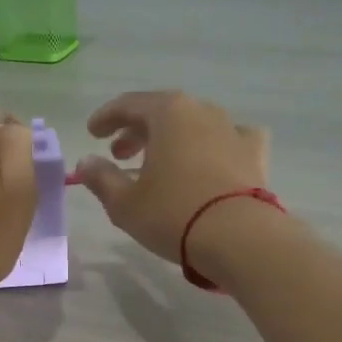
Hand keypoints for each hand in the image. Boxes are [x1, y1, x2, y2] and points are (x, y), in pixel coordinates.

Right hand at [72, 91, 269, 262]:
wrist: (238, 237)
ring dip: (172, 138)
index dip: (106, 118)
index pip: (129, 104)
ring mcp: (232, 130)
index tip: (92, 132)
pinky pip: (230, 139)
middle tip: (119, 153)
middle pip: (162, 112)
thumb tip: (87, 163)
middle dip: (136, 130)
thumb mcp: (124, 203)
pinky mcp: (255, 154)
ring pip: (195, 124)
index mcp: (168, 113)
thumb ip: (101, 178)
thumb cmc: (173, 215)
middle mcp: (202, 111)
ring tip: (160, 162)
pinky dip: (215, 145)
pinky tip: (212, 159)